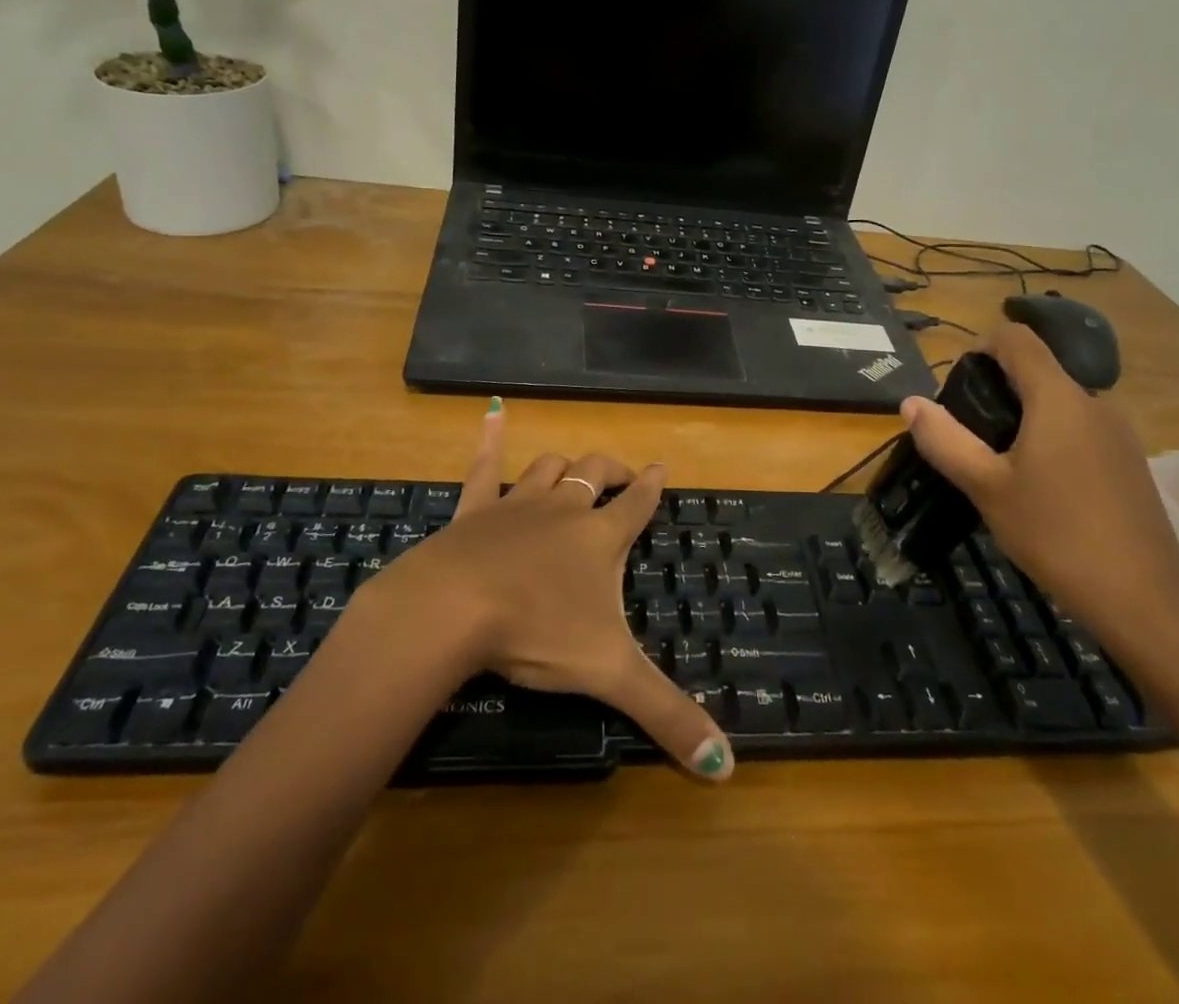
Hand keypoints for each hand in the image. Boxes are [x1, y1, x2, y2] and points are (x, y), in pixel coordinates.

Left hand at [372, 401, 734, 780]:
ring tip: (572, 467)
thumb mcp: (609, 676)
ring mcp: (515, 505)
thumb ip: (666, 716)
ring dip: (563, 464)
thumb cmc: (536, 632)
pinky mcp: (472, 511)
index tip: (662, 467)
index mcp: (599, 539)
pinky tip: (493, 411)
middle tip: (623, 472)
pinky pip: (482, 466)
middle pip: (594, 474)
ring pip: (547, 468)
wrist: (452, 609)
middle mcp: (563, 511)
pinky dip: (490, 439)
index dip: (652, 485)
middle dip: (612, 469)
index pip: (637, 504)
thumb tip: (726, 768)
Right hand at [900, 325, 1178, 645]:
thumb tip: (910, 402)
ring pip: (1060, 404)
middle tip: (968, 432)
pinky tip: (1040, 488)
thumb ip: (945, 439)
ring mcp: (1119, 435)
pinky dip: (1051, 439)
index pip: (1018, 339)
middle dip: (997, 388)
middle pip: (1038, 371)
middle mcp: (1095, 404)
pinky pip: (1081, 431)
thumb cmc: (1056, 535)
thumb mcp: (986, 487)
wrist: (1144, 601)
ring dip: (1024, 417)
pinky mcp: (1130, 464)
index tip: (957, 381)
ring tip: (998, 463)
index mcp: (1058, 399)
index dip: (982, 344)